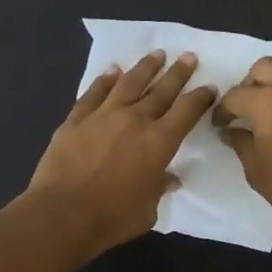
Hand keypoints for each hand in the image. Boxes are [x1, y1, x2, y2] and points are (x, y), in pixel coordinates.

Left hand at [28, 51, 216, 255]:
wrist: (62, 214)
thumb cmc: (113, 217)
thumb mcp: (148, 210)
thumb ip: (159, 188)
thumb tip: (168, 178)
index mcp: (159, 142)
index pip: (187, 111)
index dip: (200, 98)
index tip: (209, 87)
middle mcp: (134, 120)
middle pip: (161, 90)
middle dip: (178, 73)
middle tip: (188, 56)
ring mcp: (103, 116)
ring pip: (128, 83)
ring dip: (145, 68)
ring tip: (156, 54)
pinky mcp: (76, 120)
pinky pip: (94, 93)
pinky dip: (105, 80)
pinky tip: (112, 71)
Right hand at [215, 59, 271, 238]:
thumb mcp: (255, 168)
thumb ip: (240, 142)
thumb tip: (231, 131)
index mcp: (267, 101)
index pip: (235, 95)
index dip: (222, 111)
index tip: (220, 125)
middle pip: (264, 67)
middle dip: (249, 84)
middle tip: (245, 109)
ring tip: (270, 115)